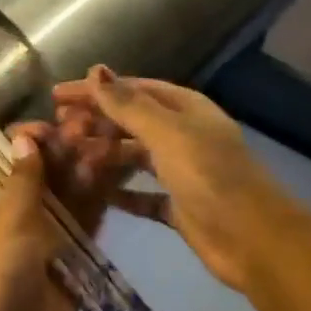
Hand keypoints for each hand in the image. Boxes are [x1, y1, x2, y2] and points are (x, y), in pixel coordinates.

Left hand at [0, 124, 127, 310]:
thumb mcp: (5, 221)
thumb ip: (23, 178)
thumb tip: (23, 137)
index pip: (2, 152)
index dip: (29, 137)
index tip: (58, 129)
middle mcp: (9, 210)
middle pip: (40, 170)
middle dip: (66, 150)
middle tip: (97, 132)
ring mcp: (40, 233)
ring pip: (66, 192)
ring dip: (86, 171)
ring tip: (112, 147)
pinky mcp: (67, 255)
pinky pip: (84, 220)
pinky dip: (98, 201)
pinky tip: (119, 177)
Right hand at [50, 67, 295, 293]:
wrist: (254, 239)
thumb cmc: (210, 178)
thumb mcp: (168, 134)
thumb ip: (129, 106)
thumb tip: (96, 70)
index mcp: (186, 110)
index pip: (133, 90)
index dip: (96, 91)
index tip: (57, 97)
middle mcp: (183, 136)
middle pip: (132, 122)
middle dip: (96, 123)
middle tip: (58, 131)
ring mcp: (181, 172)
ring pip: (134, 157)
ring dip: (104, 156)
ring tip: (71, 160)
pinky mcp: (178, 206)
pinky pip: (141, 194)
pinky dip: (120, 192)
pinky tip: (95, 194)